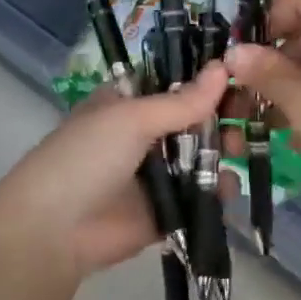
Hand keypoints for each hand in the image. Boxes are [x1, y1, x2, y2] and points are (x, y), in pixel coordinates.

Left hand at [0, 64, 230, 283]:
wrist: (54, 231)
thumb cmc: (86, 158)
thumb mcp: (131, 119)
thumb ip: (181, 101)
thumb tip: (223, 68)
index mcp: (129, 104)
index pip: (175, 84)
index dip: (207, 80)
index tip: (242, 76)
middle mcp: (143, 136)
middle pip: (194, 121)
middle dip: (222, 119)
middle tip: (246, 120)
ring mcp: (155, 175)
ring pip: (201, 158)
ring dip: (223, 153)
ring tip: (238, 153)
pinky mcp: (166, 211)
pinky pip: (199, 196)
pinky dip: (217, 192)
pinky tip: (228, 187)